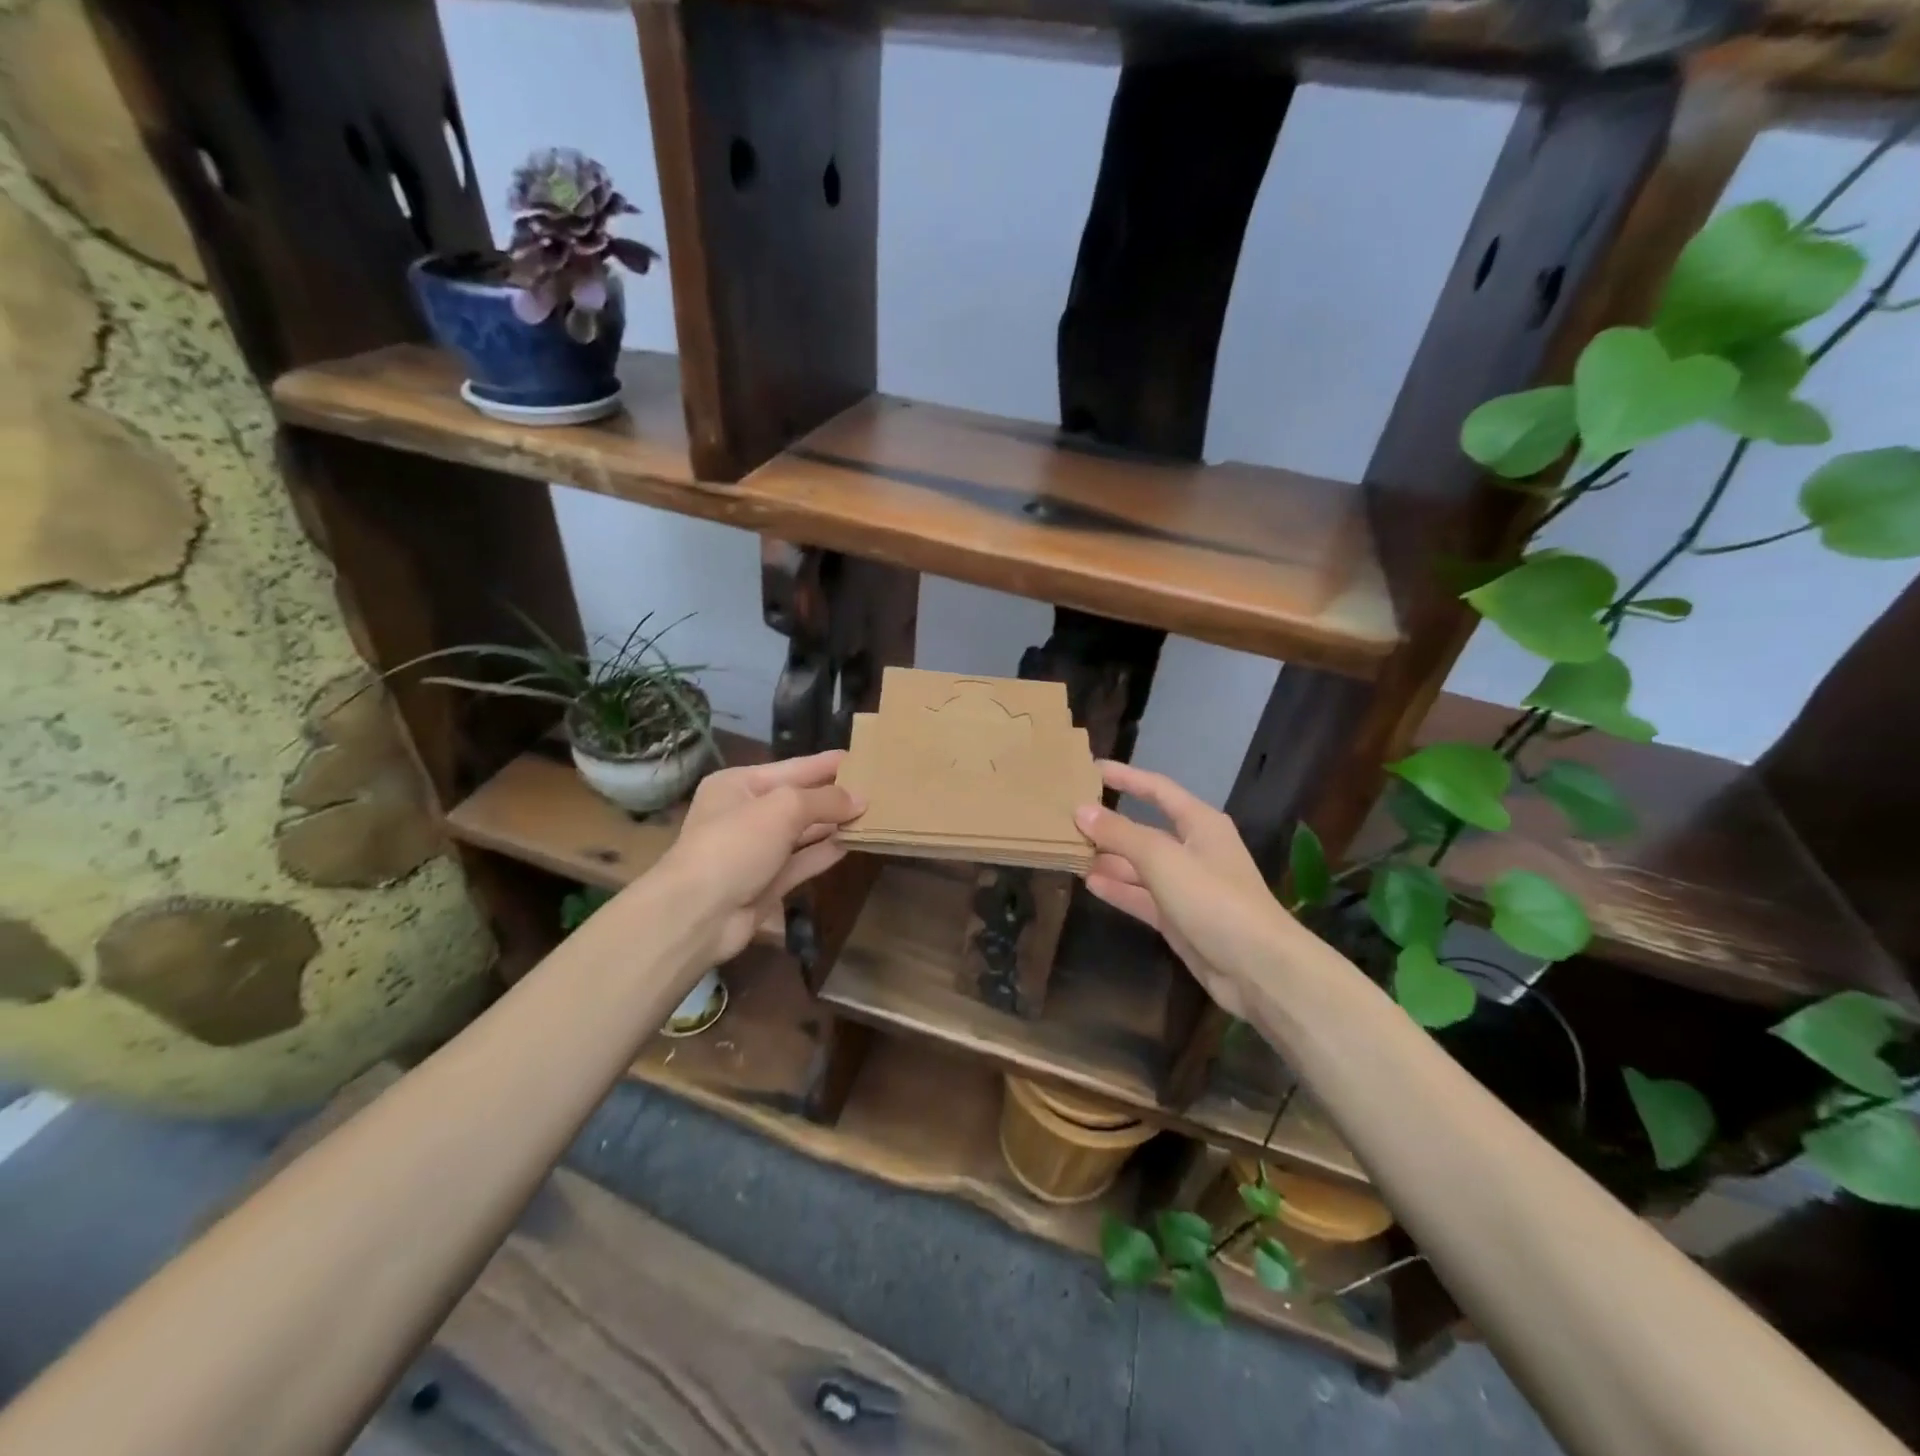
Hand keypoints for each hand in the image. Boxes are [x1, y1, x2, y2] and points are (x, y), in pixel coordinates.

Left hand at [654, 750, 864, 963]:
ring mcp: (757, 850)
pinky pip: (803, 861)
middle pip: (799, 799)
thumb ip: (824, 800)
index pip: (793, 767)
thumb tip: (860, 799)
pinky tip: (855, 843)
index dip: (827, 764)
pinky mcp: (768, 882)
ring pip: (804, 832)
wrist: (698, 914)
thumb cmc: (735, 844)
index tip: (862, 758)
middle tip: (877, 788)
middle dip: (835, 795)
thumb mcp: (782, 808)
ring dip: (835, 824)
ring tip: (874, 814)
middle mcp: (747, 814)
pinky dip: (827, 852)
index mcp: (739, 785)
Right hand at [1074, 760, 1299, 1020]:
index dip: (1126, 777)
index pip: (1157, 789)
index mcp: (1199, 823)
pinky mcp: (1179, 918)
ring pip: (1139, 865)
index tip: (1090, 769)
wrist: (1258, 968)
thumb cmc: (1214, 899)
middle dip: (1109, 825)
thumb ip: (1120, 834)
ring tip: (1069, 851)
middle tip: (1066, 819)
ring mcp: (1186, 886)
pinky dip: (1118, 889)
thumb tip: (1081, 810)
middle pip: (1144, 829)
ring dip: (1108, 859)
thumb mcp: (1163, 859)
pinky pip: (1142, 896)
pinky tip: (1089, 883)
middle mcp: (1193, 849)